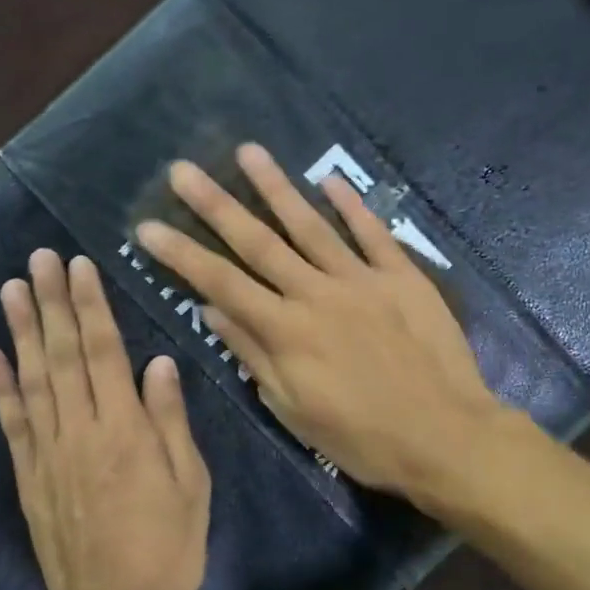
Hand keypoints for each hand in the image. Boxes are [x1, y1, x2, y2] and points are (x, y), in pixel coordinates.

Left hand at [0, 250, 210, 589]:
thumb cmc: (166, 549)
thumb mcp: (190, 484)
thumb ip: (170, 421)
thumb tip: (158, 363)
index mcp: (124, 430)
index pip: (104, 352)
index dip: (91, 306)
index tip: (79, 266)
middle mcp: (80, 430)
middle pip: (63, 355)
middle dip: (52, 302)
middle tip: (38, 259)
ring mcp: (48, 453)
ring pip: (33, 380)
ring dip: (22, 331)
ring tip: (11, 289)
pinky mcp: (29, 477)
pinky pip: (12, 423)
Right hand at [133, 144, 506, 502]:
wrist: (443, 436)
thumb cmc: (362, 437)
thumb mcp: (294, 409)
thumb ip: (253, 354)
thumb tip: (211, 309)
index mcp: (286, 331)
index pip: (220, 283)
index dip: (181, 254)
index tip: (146, 226)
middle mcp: (317, 294)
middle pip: (258, 242)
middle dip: (215, 205)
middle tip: (182, 170)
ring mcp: (362, 279)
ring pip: (311, 225)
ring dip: (276, 187)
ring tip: (248, 152)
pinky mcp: (403, 277)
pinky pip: (373, 233)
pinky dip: (352, 205)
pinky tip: (329, 179)